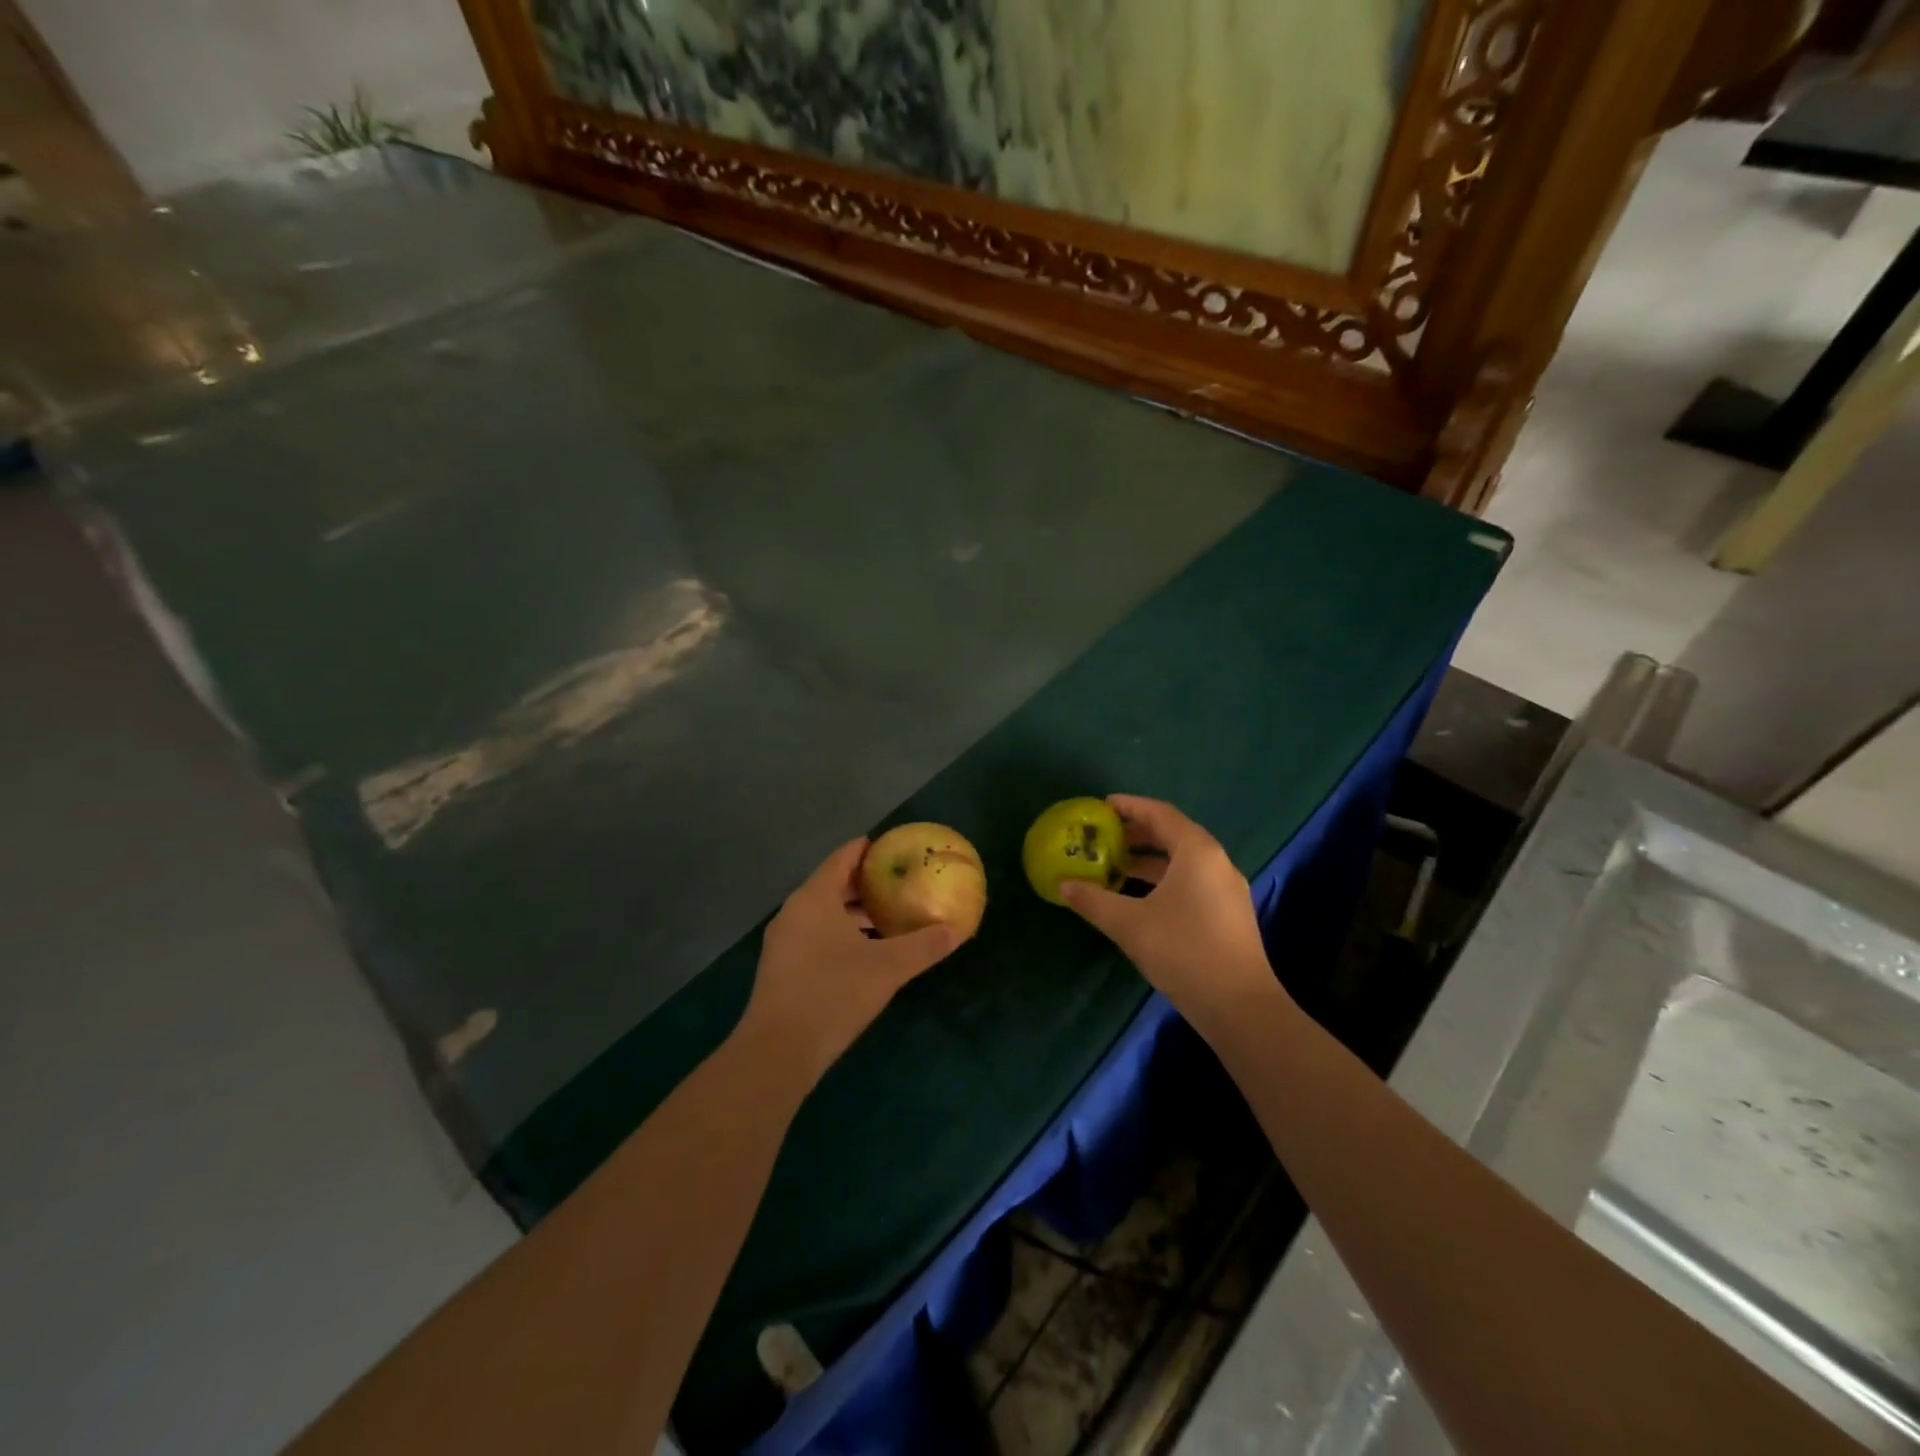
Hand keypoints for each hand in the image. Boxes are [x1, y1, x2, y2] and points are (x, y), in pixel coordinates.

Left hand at [739, 839, 960, 1084]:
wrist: (779, 1050)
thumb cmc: (834, 993)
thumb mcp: (888, 967)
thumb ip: (924, 945)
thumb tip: (957, 930)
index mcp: (815, 898)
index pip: (842, 857)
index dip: (868, 849)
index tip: (894, 848)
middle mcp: (794, 911)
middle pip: (832, 884)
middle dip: (865, 883)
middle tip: (899, 883)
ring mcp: (783, 941)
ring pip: (822, 913)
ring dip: (852, 913)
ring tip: (887, 917)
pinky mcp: (781, 968)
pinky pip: (814, 936)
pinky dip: (839, 934)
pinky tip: (864, 953)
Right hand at [1060, 796, 1280, 1027]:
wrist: (1240, 1007)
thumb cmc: (1183, 951)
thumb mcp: (1129, 924)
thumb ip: (1093, 900)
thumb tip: (1064, 885)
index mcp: (1197, 851)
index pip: (1160, 814)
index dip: (1130, 806)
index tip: (1102, 806)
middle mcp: (1217, 862)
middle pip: (1173, 835)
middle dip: (1137, 834)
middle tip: (1104, 839)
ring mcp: (1227, 890)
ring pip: (1183, 862)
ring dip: (1149, 861)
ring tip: (1115, 869)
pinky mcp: (1228, 915)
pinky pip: (1191, 882)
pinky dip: (1163, 881)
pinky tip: (1140, 900)